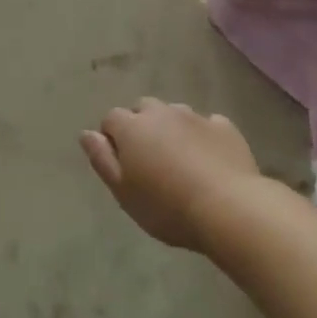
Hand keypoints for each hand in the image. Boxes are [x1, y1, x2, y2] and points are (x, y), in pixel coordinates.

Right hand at [80, 97, 259, 250]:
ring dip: (172, 129)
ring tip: (180, 160)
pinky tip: (210, 160)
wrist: (229, 208)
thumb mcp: (123, 192)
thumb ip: (102, 159)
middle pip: (144, 109)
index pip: (111, 119)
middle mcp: (161, 112)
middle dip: (142, 126)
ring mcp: (195, 116)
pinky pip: (207, 125)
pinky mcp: (224, 127)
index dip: (113, 138)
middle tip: (149, 160)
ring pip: (175, 114)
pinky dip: (203, 136)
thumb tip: (87, 134)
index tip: (122, 164)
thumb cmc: (166, 206)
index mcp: (132, 127)